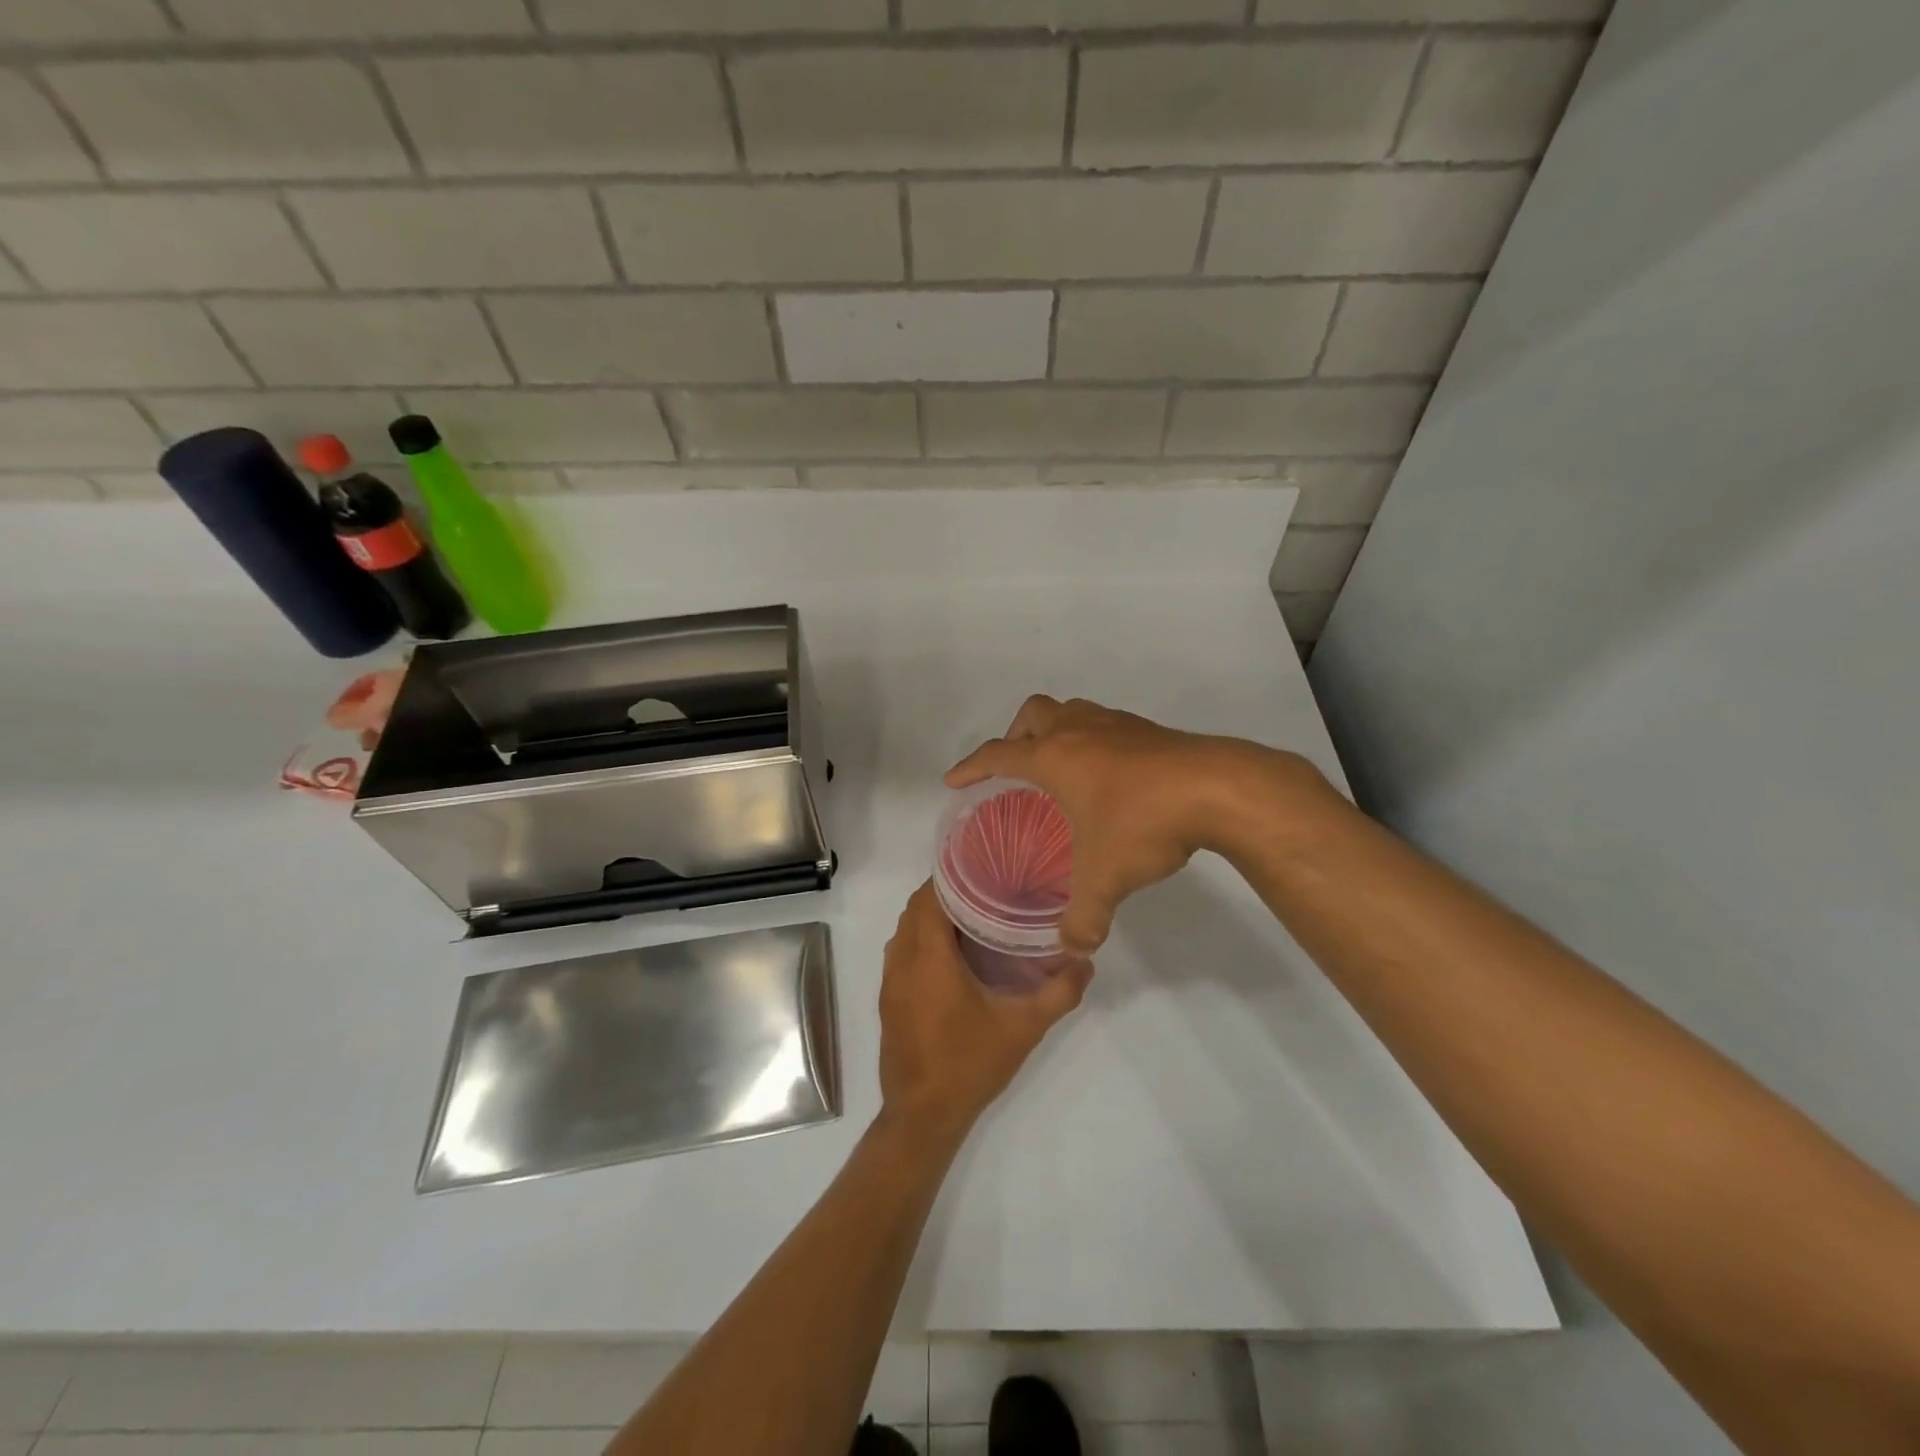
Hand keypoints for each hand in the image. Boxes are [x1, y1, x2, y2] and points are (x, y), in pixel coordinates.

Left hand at [878, 882, 1091, 1142]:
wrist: (922, 1115)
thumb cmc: (970, 1064)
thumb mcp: (1023, 1028)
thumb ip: (1059, 992)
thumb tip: (1085, 960)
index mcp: (929, 958)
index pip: (930, 897)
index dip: (952, 877)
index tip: (984, 868)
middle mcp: (902, 961)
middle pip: (916, 908)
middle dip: (946, 892)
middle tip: (987, 889)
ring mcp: (891, 980)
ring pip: (906, 929)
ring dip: (932, 916)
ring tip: (974, 914)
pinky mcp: (889, 998)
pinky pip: (902, 951)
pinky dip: (923, 939)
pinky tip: (955, 954)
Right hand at [946, 696, 1323, 952]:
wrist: (1218, 789)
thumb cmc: (1143, 822)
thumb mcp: (1105, 878)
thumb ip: (1083, 917)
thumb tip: (1072, 947)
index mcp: (1054, 757)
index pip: (997, 755)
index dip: (971, 767)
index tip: (954, 780)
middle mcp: (1079, 730)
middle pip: (1032, 714)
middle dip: (1015, 736)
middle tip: (1017, 769)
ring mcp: (1116, 725)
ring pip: (1071, 711)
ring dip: (1057, 731)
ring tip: (1062, 769)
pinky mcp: (1149, 730)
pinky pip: (1105, 724)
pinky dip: (1094, 741)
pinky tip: (1111, 777)